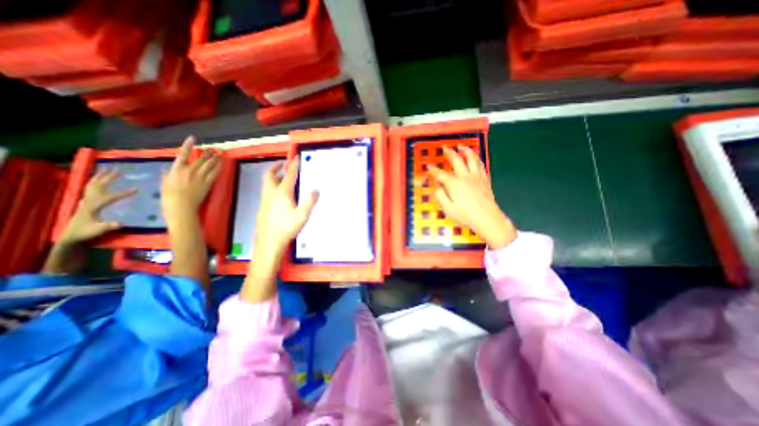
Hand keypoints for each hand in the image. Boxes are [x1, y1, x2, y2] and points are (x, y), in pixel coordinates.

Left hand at [57, 169, 137, 243]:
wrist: (71, 236)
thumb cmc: (86, 233)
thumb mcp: (98, 230)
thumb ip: (107, 226)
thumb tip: (120, 223)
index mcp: (93, 206)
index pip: (110, 197)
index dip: (123, 193)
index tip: (137, 189)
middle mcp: (88, 201)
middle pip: (98, 186)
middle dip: (108, 178)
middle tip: (119, 170)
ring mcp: (86, 201)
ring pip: (92, 185)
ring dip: (101, 177)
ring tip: (109, 170)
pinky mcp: (86, 202)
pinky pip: (91, 188)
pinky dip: (96, 181)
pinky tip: (100, 179)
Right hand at [160, 136, 218, 224]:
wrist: (181, 205)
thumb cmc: (169, 196)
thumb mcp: (164, 183)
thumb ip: (167, 174)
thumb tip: (168, 169)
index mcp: (177, 169)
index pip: (182, 154)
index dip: (188, 145)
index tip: (193, 138)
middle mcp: (189, 170)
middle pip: (201, 159)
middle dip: (208, 153)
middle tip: (214, 148)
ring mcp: (200, 177)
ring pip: (209, 165)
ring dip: (215, 158)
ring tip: (220, 154)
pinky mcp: (208, 183)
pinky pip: (215, 173)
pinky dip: (219, 167)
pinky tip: (222, 164)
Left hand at [239, 156, 317, 303]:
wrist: (269, 241)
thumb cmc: (287, 227)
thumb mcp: (303, 215)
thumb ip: (310, 201)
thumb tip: (316, 189)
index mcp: (282, 193)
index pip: (289, 175)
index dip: (293, 165)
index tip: (296, 158)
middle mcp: (271, 193)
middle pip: (270, 175)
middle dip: (276, 167)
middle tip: (282, 163)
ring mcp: (265, 200)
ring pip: (266, 183)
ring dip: (272, 175)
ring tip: (279, 175)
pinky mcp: (262, 207)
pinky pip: (266, 191)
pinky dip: (271, 185)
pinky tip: (277, 194)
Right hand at [426, 146, 515, 248]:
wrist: (487, 218)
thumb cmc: (466, 215)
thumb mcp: (448, 209)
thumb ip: (440, 196)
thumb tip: (436, 188)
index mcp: (454, 184)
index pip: (440, 174)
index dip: (433, 169)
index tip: (428, 165)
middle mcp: (465, 176)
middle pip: (456, 160)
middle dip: (449, 153)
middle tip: (445, 148)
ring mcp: (476, 176)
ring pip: (471, 158)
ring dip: (465, 150)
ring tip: (461, 146)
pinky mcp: (485, 179)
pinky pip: (480, 164)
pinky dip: (476, 158)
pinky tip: (474, 157)